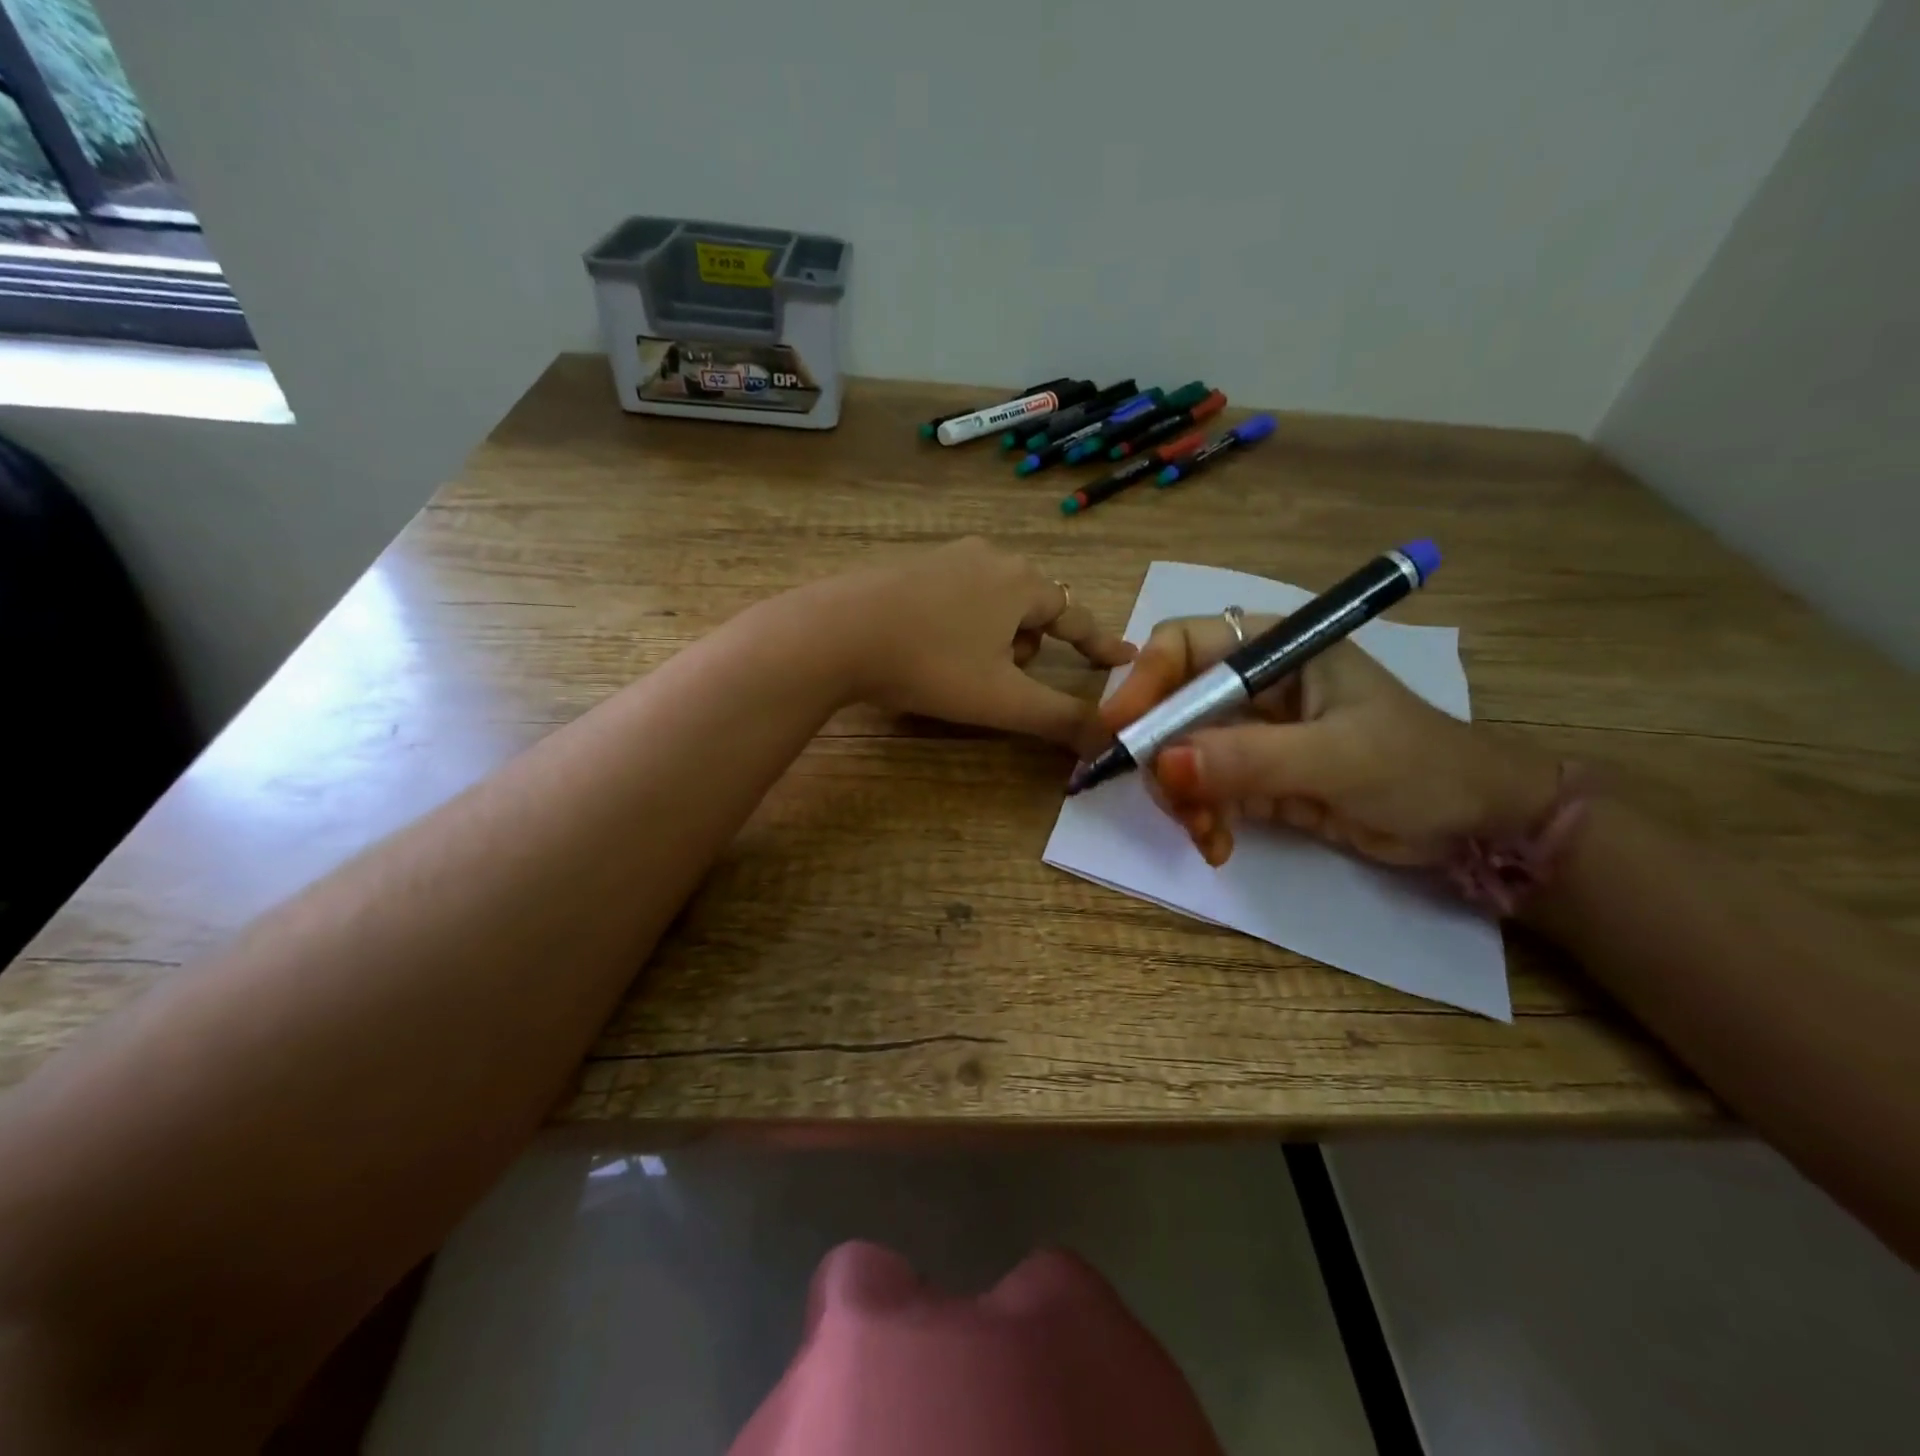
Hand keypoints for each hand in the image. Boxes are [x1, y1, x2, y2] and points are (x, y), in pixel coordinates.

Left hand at [809, 538, 1135, 749]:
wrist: (836, 633)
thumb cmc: (931, 664)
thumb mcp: (1003, 700)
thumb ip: (1061, 719)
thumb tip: (1110, 741)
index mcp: (1021, 582)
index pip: (1077, 615)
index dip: (1100, 642)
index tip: (1122, 657)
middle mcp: (989, 557)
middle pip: (1032, 609)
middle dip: (1028, 647)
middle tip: (1003, 679)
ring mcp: (944, 557)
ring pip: (992, 604)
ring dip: (993, 639)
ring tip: (961, 670)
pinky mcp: (908, 566)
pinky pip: (955, 598)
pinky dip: (958, 626)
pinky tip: (928, 650)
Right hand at [1099, 613, 1558, 866]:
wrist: (1476, 827)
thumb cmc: (1420, 767)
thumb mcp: (1336, 758)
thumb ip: (1248, 759)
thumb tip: (1161, 764)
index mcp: (1276, 649)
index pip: (1182, 645)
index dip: (1144, 681)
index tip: (1119, 732)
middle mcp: (1253, 684)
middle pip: (1170, 706)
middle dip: (1162, 757)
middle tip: (1172, 804)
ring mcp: (1251, 733)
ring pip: (1179, 755)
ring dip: (1181, 797)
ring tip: (1206, 834)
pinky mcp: (1253, 776)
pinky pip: (1202, 791)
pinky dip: (1201, 818)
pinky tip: (1217, 845)